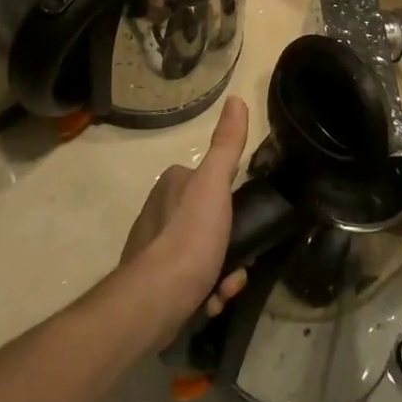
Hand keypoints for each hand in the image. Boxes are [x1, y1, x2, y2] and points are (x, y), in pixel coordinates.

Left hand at [120, 97, 250, 335]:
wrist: (155, 299)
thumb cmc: (189, 236)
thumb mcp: (214, 184)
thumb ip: (226, 144)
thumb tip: (236, 99)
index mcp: (172, 184)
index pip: (211, 184)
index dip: (232, 204)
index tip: (247, 221)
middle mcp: (159, 211)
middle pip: (210, 223)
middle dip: (229, 245)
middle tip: (239, 264)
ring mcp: (154, 249)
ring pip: (204, 255)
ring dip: (222, 273)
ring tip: (224, 289)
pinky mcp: (154, 283)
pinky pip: (191, 282)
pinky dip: (206, 293)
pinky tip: (210, 302)